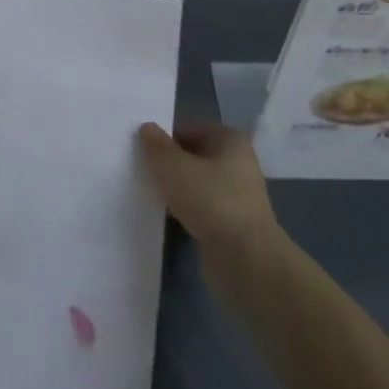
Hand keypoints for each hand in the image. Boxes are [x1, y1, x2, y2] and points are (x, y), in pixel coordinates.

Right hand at [137, 121, 279, 259]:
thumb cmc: (211, 200)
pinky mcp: (234, 225)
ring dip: (178, 188)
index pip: (192, 128)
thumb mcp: (173, 166)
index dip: (167, 136)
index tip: (143, 148)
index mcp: (231, 140)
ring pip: (199, 184)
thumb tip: (147, 128)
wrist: (245, 260)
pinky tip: (169, 215)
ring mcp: (239, 197)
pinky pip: (204, 208)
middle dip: (172, 162)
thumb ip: (157, 146)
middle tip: (143, 168)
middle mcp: (239, 164)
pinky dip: (188, 210)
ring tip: (151, 192)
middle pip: (196, 156)